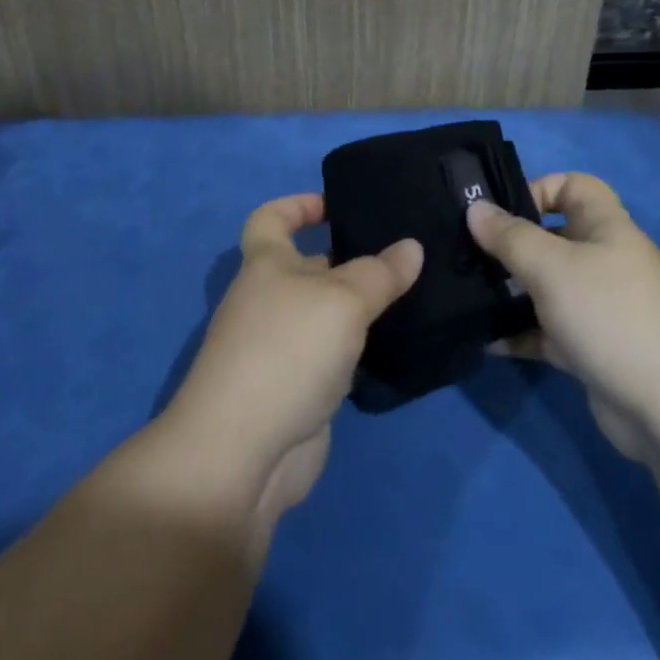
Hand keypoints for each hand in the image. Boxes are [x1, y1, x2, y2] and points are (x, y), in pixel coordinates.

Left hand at [160, 194, 422, 532]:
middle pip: (311, 266)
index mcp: (266, 264)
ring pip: (329, 314)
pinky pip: (337, 357)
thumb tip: (411, 247)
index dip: (299, 204)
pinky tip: (401, 345)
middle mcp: (270, 300)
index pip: (272, 217)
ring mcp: (283, 348)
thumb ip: (380, 273)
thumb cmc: (287, 351)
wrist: (243, 454)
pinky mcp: (301, 391)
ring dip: (364, 308)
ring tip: (417, 294)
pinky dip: (363, 350)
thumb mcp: (341, 300)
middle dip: (352, 258)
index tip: (339, 206)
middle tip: (407, 254)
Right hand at [467, 172, 659, 463]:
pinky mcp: (593, 350)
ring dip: (510, 291)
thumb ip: (509, 237)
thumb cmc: (612, 315)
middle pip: (552, 237)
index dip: (538, 188)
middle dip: (510, 244)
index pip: (573, 186)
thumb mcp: (552, 267)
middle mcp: (605, 261)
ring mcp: (600, 308)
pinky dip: (521, 334)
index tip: (498, 211)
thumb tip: (474, 207)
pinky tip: (488, 342)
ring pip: (546, 286)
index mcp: (605, 227)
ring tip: (468, 295)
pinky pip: (548, 331)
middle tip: (464, 254)